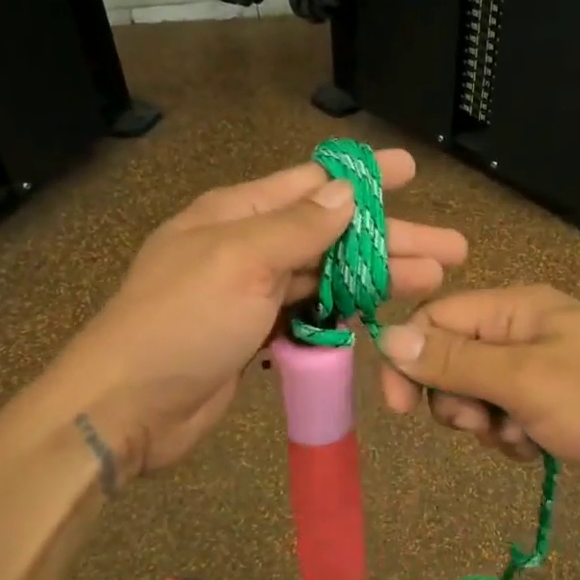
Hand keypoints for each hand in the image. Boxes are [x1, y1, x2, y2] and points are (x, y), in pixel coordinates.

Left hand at [37, 149, 465, 481]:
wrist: (128, 407)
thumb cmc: (181, 322)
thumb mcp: (240, 261)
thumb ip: (298, 227)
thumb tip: (347, 192)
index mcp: (239, 213)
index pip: (313, 182)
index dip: (366, 178)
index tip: (411, 172)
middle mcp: (249, 245)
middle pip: (333, 233)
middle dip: (392, 238)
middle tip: (451, 249)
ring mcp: (254, 293)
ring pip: (328, 275)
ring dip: (377, 277)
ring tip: (432, 282)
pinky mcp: (259, 334)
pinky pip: (312, 313)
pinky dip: (345, 311)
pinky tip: (379, 315)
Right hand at [376, 285, 579, 506]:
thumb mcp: (525, 381)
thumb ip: (454, 360)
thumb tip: (387, 335)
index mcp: (516, 307)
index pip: (435, 319)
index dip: (409, 360)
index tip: (400, 411)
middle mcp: (526, 328)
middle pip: (454, 358)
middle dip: (456, 399)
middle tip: (484, 425)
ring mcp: (547, 365)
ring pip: (481, 393)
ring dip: (487, 424)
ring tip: (521, 439)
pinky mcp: (563, 400)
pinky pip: (513, 414)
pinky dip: (514, 435)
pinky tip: (538, 450)